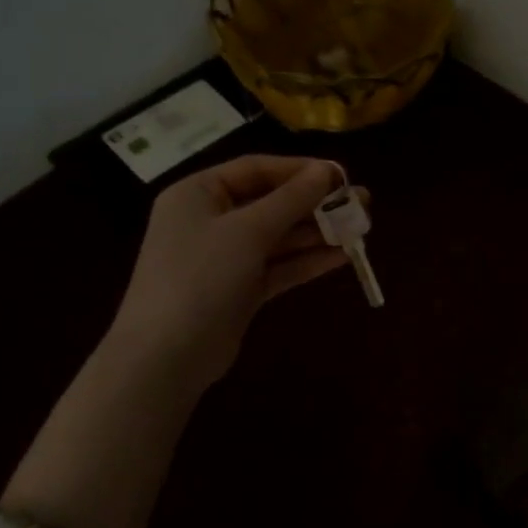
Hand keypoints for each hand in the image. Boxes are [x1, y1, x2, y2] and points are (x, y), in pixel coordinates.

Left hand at [105, 155, 359, 392]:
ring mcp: (225, 257)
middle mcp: (210, 220)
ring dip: (318, 232)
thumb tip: (327, 171)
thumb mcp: (247, 230)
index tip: (342, 175)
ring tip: (361, 228)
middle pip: (271, 203)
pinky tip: (343, 257)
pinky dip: (308, 261)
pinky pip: (279, 266)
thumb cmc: (200, 277)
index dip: (300, 170)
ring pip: (279, 236)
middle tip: (361, 202)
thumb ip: (291, 200)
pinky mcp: (240, 289)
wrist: (166, 357)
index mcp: (198, 193)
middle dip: (316, 203)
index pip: (256, 169)